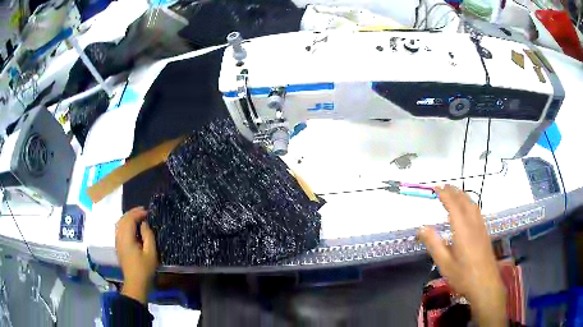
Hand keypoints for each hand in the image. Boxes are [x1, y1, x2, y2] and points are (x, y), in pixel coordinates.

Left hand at [115, 207, 157, 303]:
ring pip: (119, 223)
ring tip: (138, 217)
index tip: (147, 212)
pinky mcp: (118, 246)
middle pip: (122, 219)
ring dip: (128, 218)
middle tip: (143, 211)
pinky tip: (132, 227)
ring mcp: (117, 242)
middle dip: (132, 213)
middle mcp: (119, 237)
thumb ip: (148, 236)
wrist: (135, 283)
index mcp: (126, 238)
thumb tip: (144, 224)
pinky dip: (125, 224)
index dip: (138, 213)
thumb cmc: (145, 269)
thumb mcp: (151, 253)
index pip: (129, 219)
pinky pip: (119, 229)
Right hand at [418, 185, 506, 326]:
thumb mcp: (445, 263)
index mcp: (462, 229)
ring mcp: (481, 227)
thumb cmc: (463, 276)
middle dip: (454, 191)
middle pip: (464, 201)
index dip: (445, 195)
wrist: (486, 284)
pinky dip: (469, 203)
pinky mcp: (484, 233)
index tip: (436, 187)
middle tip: (443, 186)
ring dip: (463, 196)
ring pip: (473, 205)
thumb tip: (422, 228)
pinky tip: (468, 209)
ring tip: (454, 193)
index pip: (453, 205)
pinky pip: (477, 211)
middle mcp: (473, 224)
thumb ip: (434, 244)